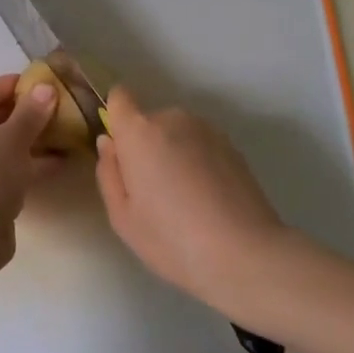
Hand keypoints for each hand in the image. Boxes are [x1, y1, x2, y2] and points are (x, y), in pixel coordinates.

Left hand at [0, 73, 59, 238]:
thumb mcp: (11, 138)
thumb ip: (30, 112)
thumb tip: (46, 89)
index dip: (6, 87)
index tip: (36, 85)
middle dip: (18, 116)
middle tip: (50, 109)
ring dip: (22, 142)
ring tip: (58, 134)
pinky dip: (18, 165)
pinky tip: (53, 163)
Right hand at [94, 86, 288, 312]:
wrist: (244, 254)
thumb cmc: (171, 238)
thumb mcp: (122, 217)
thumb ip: (108, 172)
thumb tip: (110, 143)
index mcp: (140, 132)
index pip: (119, 98)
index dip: (116, 119)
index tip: (121, 150)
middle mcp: (173, 119)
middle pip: (149, 122)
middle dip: (146, 147)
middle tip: (153, 192)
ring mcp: (207, 130)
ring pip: (177, 134)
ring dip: (174, 154)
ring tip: (185, 200)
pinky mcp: (233, 146)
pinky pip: (201, 146)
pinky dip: (198, 163)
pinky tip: (208, 201)